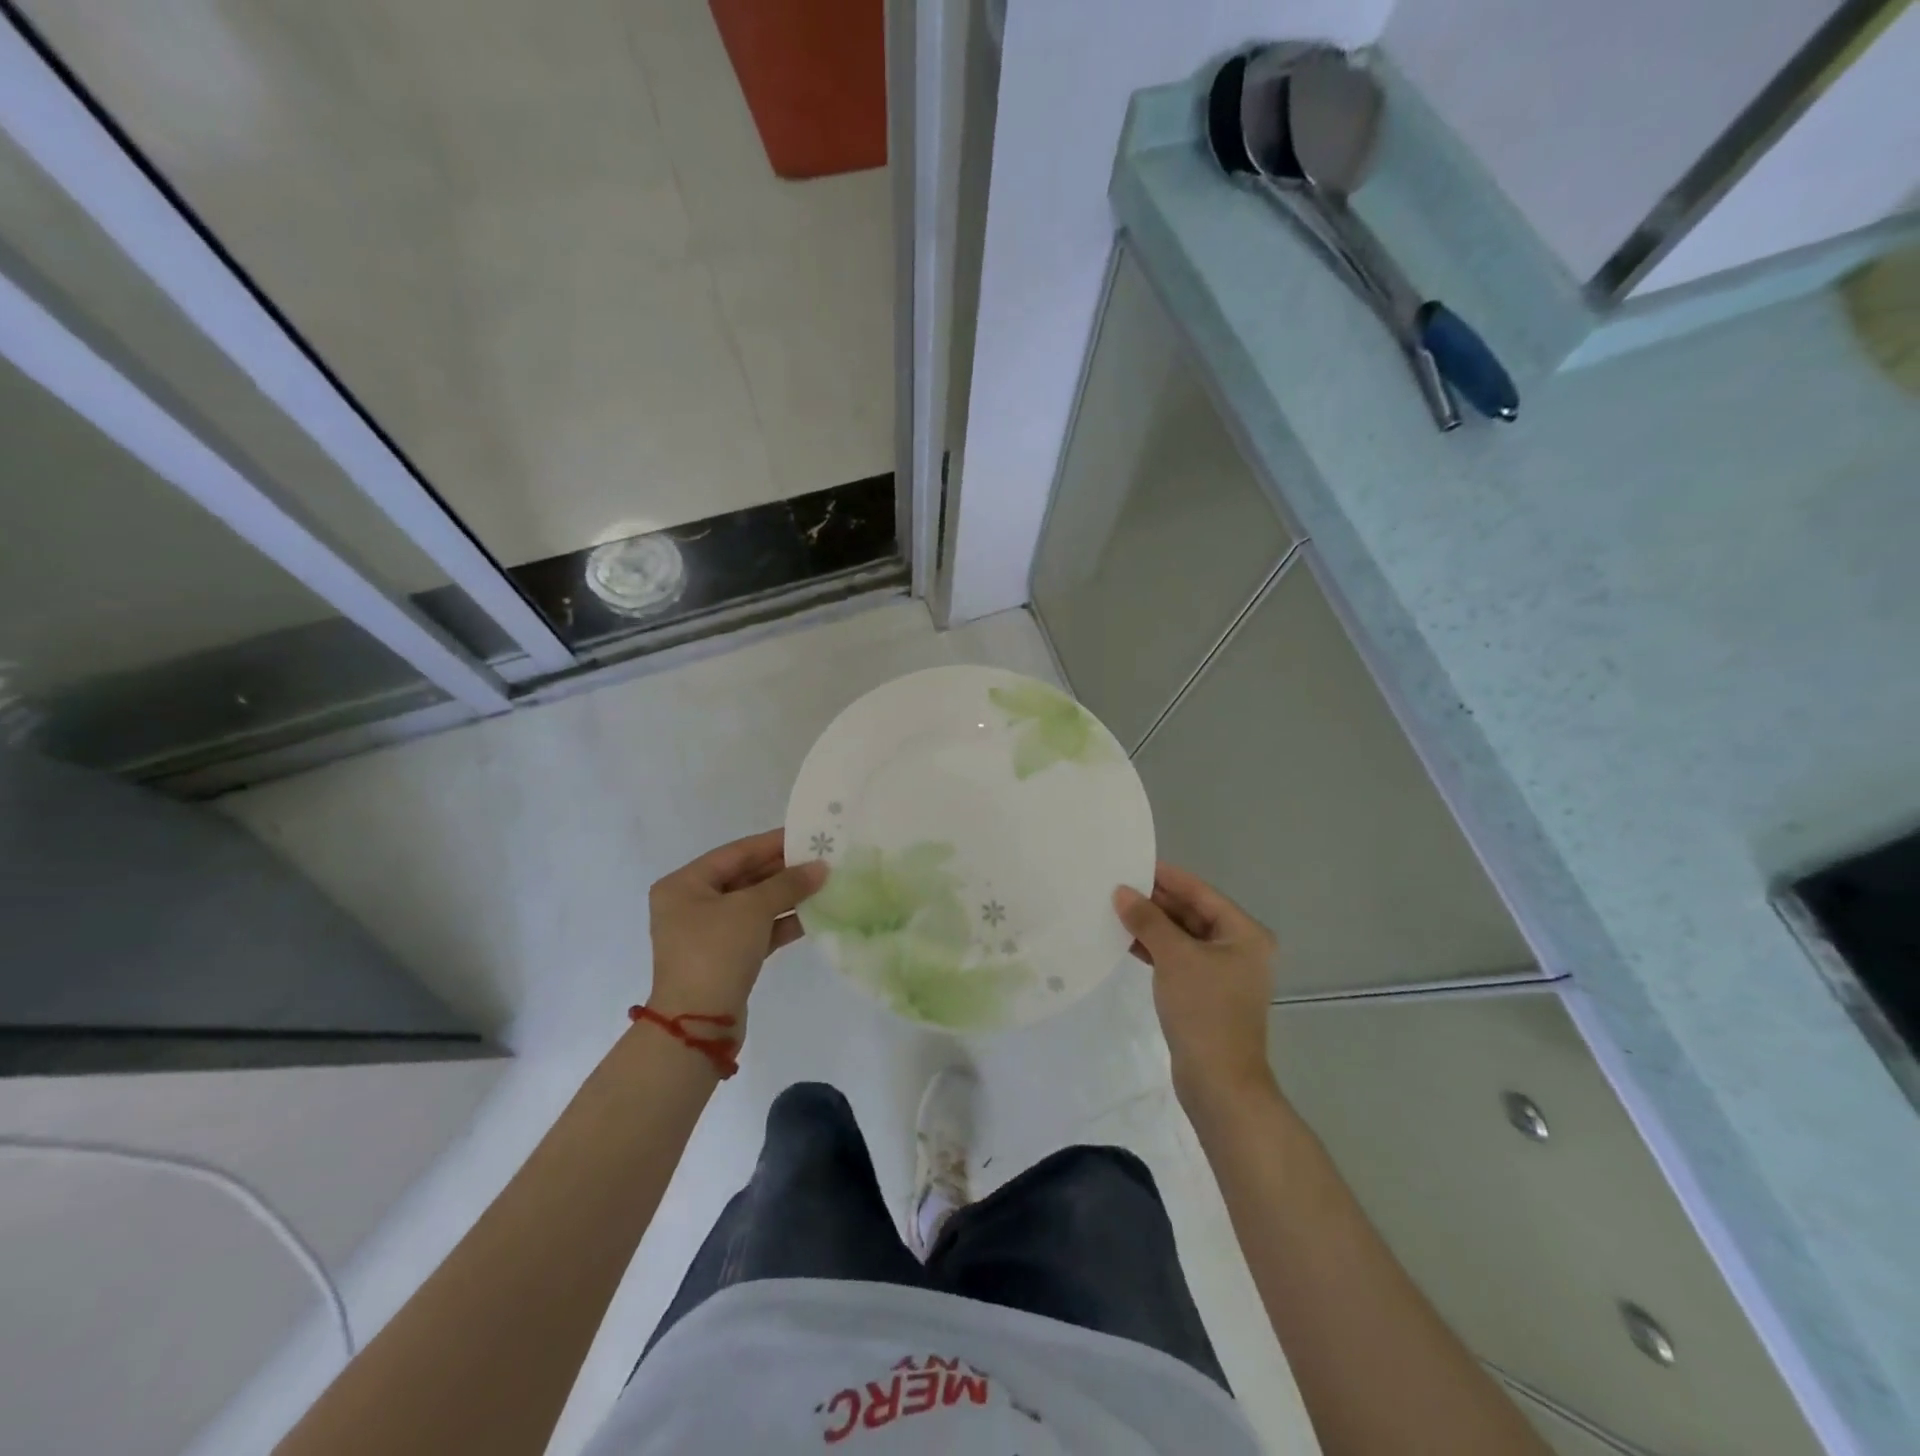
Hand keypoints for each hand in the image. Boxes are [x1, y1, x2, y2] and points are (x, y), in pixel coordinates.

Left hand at [648, 830, 825, 1023]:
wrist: (698, 1023)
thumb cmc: (716, 951)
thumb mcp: (753, 909)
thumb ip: (788, 883)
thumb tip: (821, 867)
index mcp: (684, 884)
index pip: (736, 852)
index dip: (773, 843)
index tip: (807, 834)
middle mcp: (691, 904)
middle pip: (745, 877)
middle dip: (783, 871)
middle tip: (821, 860)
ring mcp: (707, 933)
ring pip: (754, 905)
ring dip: (787, 896)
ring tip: (824, 884)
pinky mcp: (725, 957)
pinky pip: (757, 930)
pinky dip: (782, 922)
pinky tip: (813, 915)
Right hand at [1115, 863, 1278, 1115]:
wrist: (1219, 1083)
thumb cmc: (1204, 1010)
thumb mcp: (1174, 957)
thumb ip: (1148, 920)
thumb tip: (1122, 892)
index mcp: (1244, 934)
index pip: (1201, 892)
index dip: (1168, 877)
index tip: (1134, 862)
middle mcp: (1239, 948)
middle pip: (1192, 913)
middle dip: (1156, 901)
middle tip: (1118, 886)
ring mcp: (1223, 973)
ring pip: (1183, 937)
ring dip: (1152, 925)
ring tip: (1116, 909)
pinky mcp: (1206, 994)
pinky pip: (1178, 959)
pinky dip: (1155, 949)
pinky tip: (1126, 941)